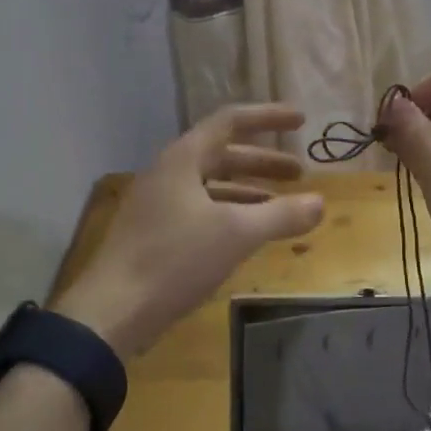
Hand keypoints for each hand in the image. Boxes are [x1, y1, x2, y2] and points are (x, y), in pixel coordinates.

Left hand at [54, 104, 324, 357]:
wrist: (110, 312)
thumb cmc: (174, 259)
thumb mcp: (236, 234)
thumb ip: (281, 215)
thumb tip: (320, 203)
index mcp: (183, 158)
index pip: (231, 121)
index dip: (268, 117)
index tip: (301, 120)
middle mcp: (170, 172)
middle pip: (223, 154)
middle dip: (263, 161)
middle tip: (299, 172)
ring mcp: (159, 204)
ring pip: (212, 185)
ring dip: (249, 190)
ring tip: (282, 205)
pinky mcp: (156, 233)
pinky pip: (202, 210)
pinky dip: (231, 214)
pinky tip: (249, 235)